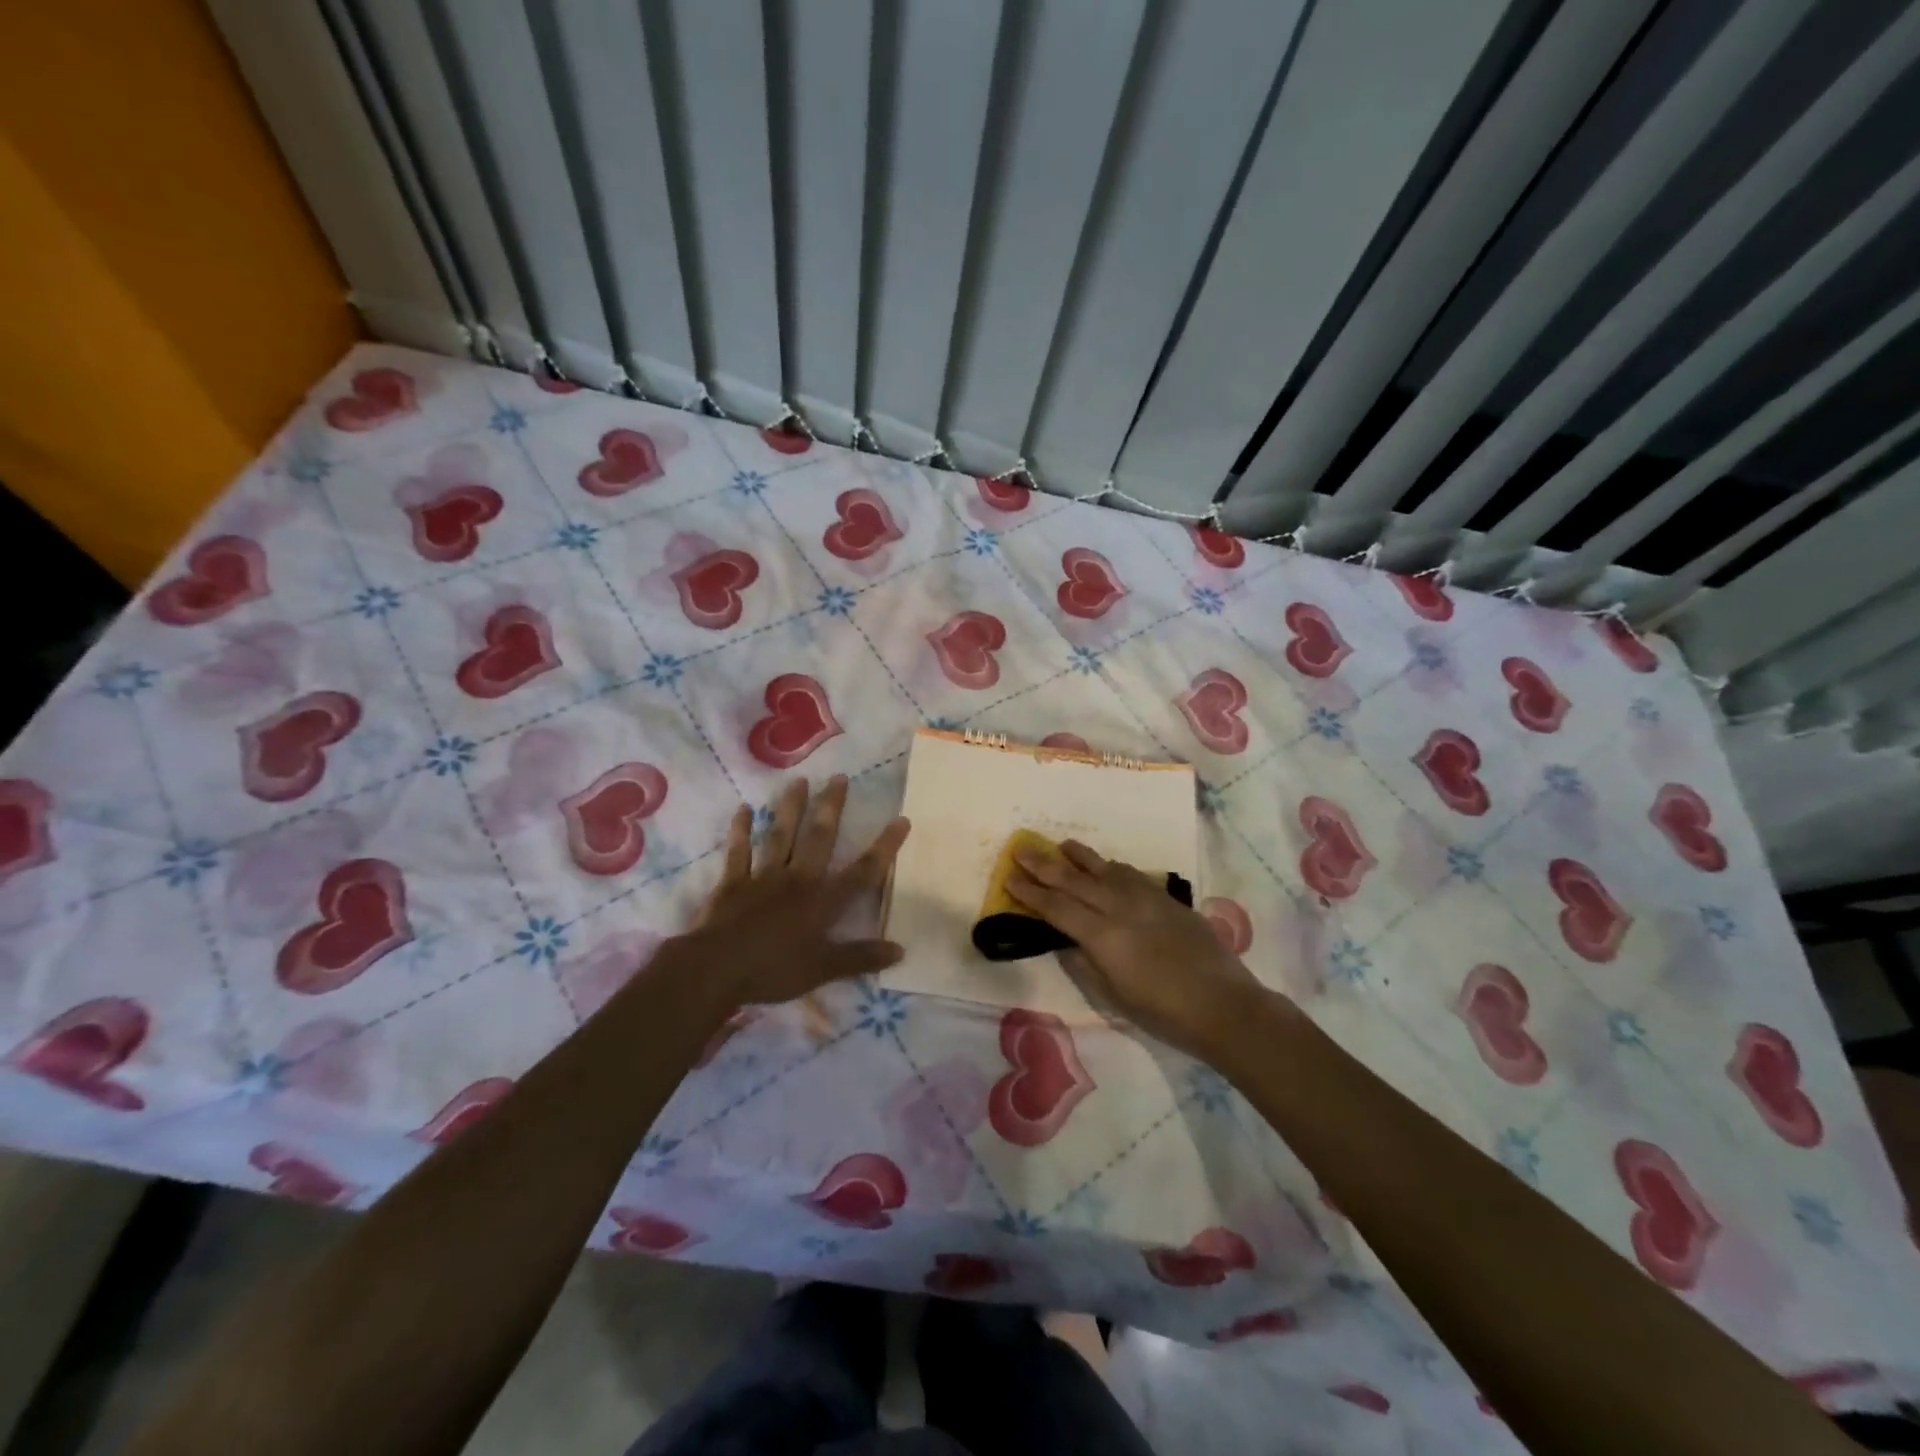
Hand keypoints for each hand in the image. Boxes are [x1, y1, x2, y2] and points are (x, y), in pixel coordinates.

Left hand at [677, 776, 910, 1012]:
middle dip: (831, 808)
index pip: (862, 872)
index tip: (901, 819)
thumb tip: (901, 950)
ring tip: (799, 781)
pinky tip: (744, 809)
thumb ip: (861, 958)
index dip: (884, 847)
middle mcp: (797, 880)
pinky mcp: (733, 883)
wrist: (716, 969)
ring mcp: (763, 877)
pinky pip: (739, 852)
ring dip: (790, 808)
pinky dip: (741, 831)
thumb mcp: (823, 970)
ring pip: (780, 836)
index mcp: (822, 901)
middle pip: (819, 838)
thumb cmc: (773, 971)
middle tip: (839, 778)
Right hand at [1007, 840, 1264, 1060]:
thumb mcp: (1113, 996)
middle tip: (1021, 848)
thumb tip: (1063, 939)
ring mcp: (1145, 899)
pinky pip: (1131, 874)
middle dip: (1044, 864)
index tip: (1009, 878)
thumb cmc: (1163, 1012)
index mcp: (1102, 936)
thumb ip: (1084, 963)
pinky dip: (1111, 867)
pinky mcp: (1166, 899)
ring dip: (1079, 856)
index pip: (1056, 908)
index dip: (1030, 893)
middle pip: (1074, 880)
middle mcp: (1119, 908)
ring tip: (1060, 845)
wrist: (1224, 1005)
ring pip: (1104, 869)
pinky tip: (1106, 866)